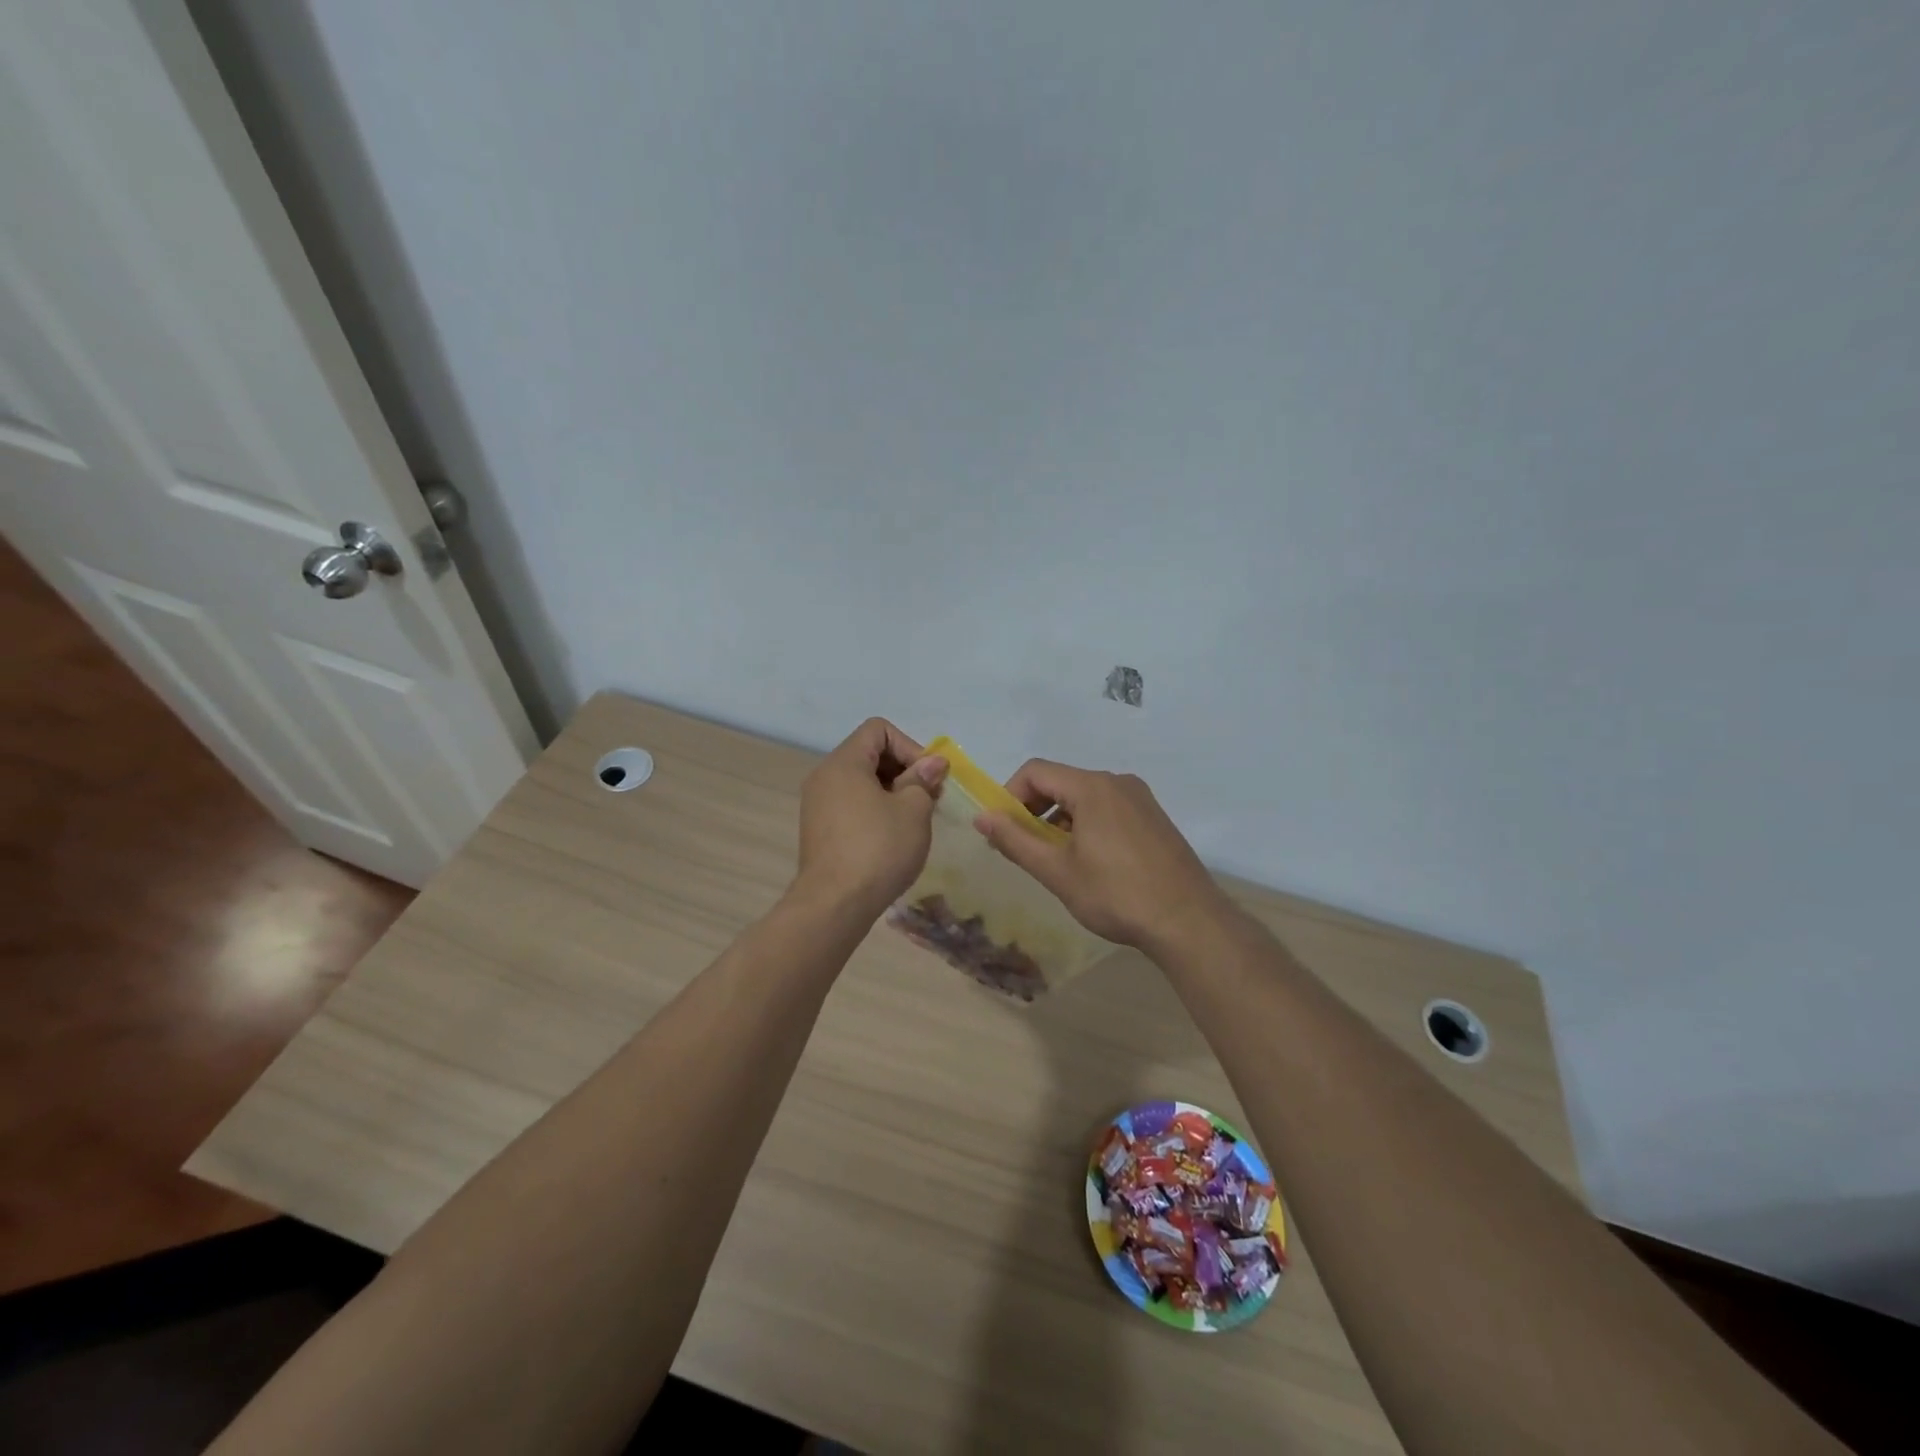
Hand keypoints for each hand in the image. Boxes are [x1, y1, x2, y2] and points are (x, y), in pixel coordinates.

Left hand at [794, 718, 947, 917]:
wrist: (834, 905)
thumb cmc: (878, 849)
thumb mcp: (913, 810)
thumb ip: (923, 780)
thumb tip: (932, 763)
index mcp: (844, 763)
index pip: (878, 729)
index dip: (910, 746)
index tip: (928, 778)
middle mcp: (825, 776)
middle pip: (869, 753)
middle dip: (904, 770)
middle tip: (929, 799)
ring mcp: (817, 804)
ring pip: (861, 782)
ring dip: (892, 792)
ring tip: (914, 820)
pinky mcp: (819, 830)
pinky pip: (851, 804)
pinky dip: (875, 810)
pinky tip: (893, 837)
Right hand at [973, 760, 1231, 950]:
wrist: (1188, 921)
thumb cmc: (1116, 895)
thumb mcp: (1057, 871)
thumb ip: (1015, 840)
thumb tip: (981, 816)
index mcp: (1092, 787)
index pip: (1035, 771)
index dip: (1009, 795)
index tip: (1002, 830)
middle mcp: (1117, 782)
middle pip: (1061, 781)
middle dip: (1034, 809)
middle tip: (1022, 847)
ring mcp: (1140, 799)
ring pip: (1085, 797)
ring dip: (1060, 819)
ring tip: (1054, 859)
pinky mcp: (1154, 818)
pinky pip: (1108, 808)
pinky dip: (1086, 824)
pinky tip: (1089, 862)